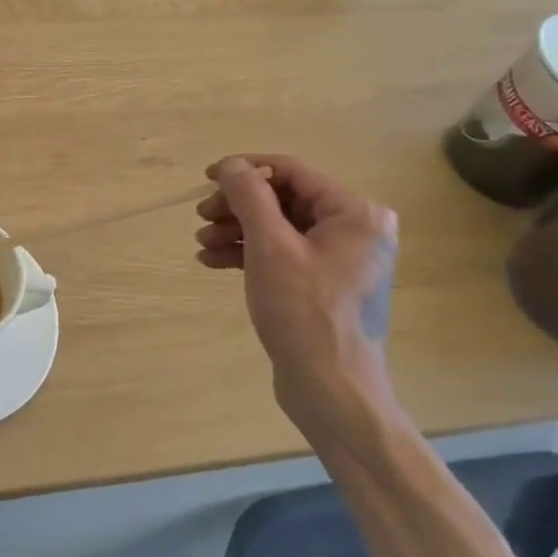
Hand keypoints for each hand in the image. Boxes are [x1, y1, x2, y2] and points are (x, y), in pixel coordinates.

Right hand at [196, 154, 398, 441]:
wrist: (331, 391)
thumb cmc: (304, 313)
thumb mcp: (270, 248)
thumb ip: (249, 197)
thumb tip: (231, 165)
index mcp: (355, 212)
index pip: (291, 171)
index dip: (245, 169)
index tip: (206, 178)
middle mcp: (355, 229)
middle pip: (283, 199)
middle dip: (238, 206)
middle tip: (202, 217)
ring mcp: (341, 258)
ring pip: (278, 227)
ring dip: (237, 230)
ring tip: (202, 243)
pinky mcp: (324, 283)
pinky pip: (282, 254)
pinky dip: (248, 253)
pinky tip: (213, 261)